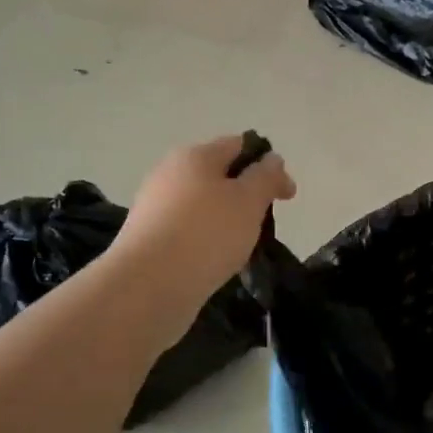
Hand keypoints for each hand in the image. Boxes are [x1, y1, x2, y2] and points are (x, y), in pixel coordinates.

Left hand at [108, 135, 296, 331]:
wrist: (146, 287)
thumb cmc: (206, 234)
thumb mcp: (249, 201)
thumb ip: (266, 176)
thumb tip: (271, 159)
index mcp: (195, 155)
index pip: (239, 145)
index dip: (268, 164)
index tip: (286, 195)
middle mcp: (170, 174)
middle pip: (218, 175)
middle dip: (246, 195)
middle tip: (265, 225)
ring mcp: (155, 207)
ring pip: (202, 206)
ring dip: (226, 221)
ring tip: (242, 250)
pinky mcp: (147, 239)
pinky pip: (187, 232)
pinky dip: (205, 242)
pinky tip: (214, 264)